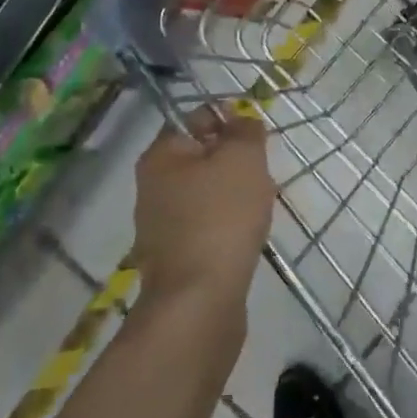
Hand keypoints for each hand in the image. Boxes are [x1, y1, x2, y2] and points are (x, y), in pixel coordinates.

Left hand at [132, 107, 274, 319]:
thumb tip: (242, 120)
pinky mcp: (177, 254)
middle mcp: (153, 185)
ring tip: (262, 205)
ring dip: (237, 193)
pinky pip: (209, 223)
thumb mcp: (242, 159)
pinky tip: (249, 234)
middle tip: (263, 174)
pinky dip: (230, 222)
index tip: (258, 137)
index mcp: (161, 155)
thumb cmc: (221, 217)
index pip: (195, 118)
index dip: (229, 120)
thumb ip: (245, 131)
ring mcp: (162, 223)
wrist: (200, 299)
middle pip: (202, 156)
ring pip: (208, 192)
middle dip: (236, 161)